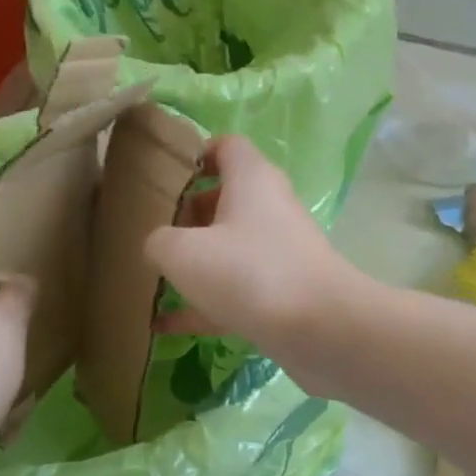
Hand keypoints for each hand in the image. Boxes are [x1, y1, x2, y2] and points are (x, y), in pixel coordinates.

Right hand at [145, 136, 360, 368]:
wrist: (321, 329)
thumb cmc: (249, 273)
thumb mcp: (182, 253)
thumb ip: (159, 242)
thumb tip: (161, 247)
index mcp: (252, 179)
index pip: (226, 146)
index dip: (196, 155)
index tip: (164, 178)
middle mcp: (271, 208)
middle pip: (226, 199)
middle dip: (188, 215)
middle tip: (155, 234)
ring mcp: (280, 252)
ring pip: (231, 248)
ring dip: (197, 263)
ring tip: (154, 280)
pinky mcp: (284, 292)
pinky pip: (237, 291)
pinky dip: (206, 304)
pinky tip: (166, 326)